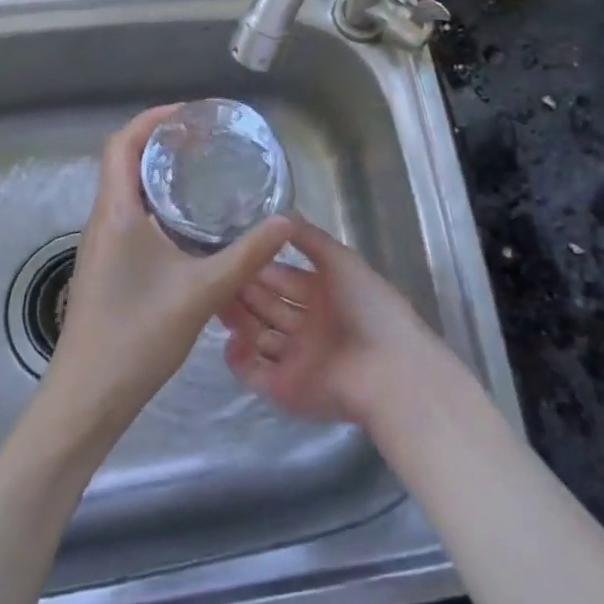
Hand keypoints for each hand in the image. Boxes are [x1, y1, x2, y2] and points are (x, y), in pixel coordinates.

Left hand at [44, 105, 292, 431]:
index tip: (191, 115)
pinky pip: (129, 213)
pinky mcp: (106, 263)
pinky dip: (156, 200)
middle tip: (206, 140)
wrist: (88, 397)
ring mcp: (101, 242)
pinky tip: (188, 221)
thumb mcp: (201, 293)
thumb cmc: (137, 336)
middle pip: (123, 159)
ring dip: (157, 171)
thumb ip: (245, 256)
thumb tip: (285, 222)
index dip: (153, 119)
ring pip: (125, 188)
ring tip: (202, 170)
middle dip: (161, 141)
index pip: (122, 143)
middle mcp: (103, 218)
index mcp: (117, 212)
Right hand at [218, 217, 437, 428]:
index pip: (283, 278)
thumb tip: (280, 214)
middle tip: (215, 275)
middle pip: (267, 306)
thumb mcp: (341, 261)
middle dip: (243, 291)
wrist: (387, 370)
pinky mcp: (284, 389)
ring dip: (237, 320)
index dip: (260, 267)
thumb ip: (309, 238)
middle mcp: (308, 326)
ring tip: (215, 301)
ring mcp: (296, 358)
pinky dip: (238, 358)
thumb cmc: (368, 308)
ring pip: (257, 336)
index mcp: (324, 296)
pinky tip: (230, 339)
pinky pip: (253, 373)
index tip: (232, 253)